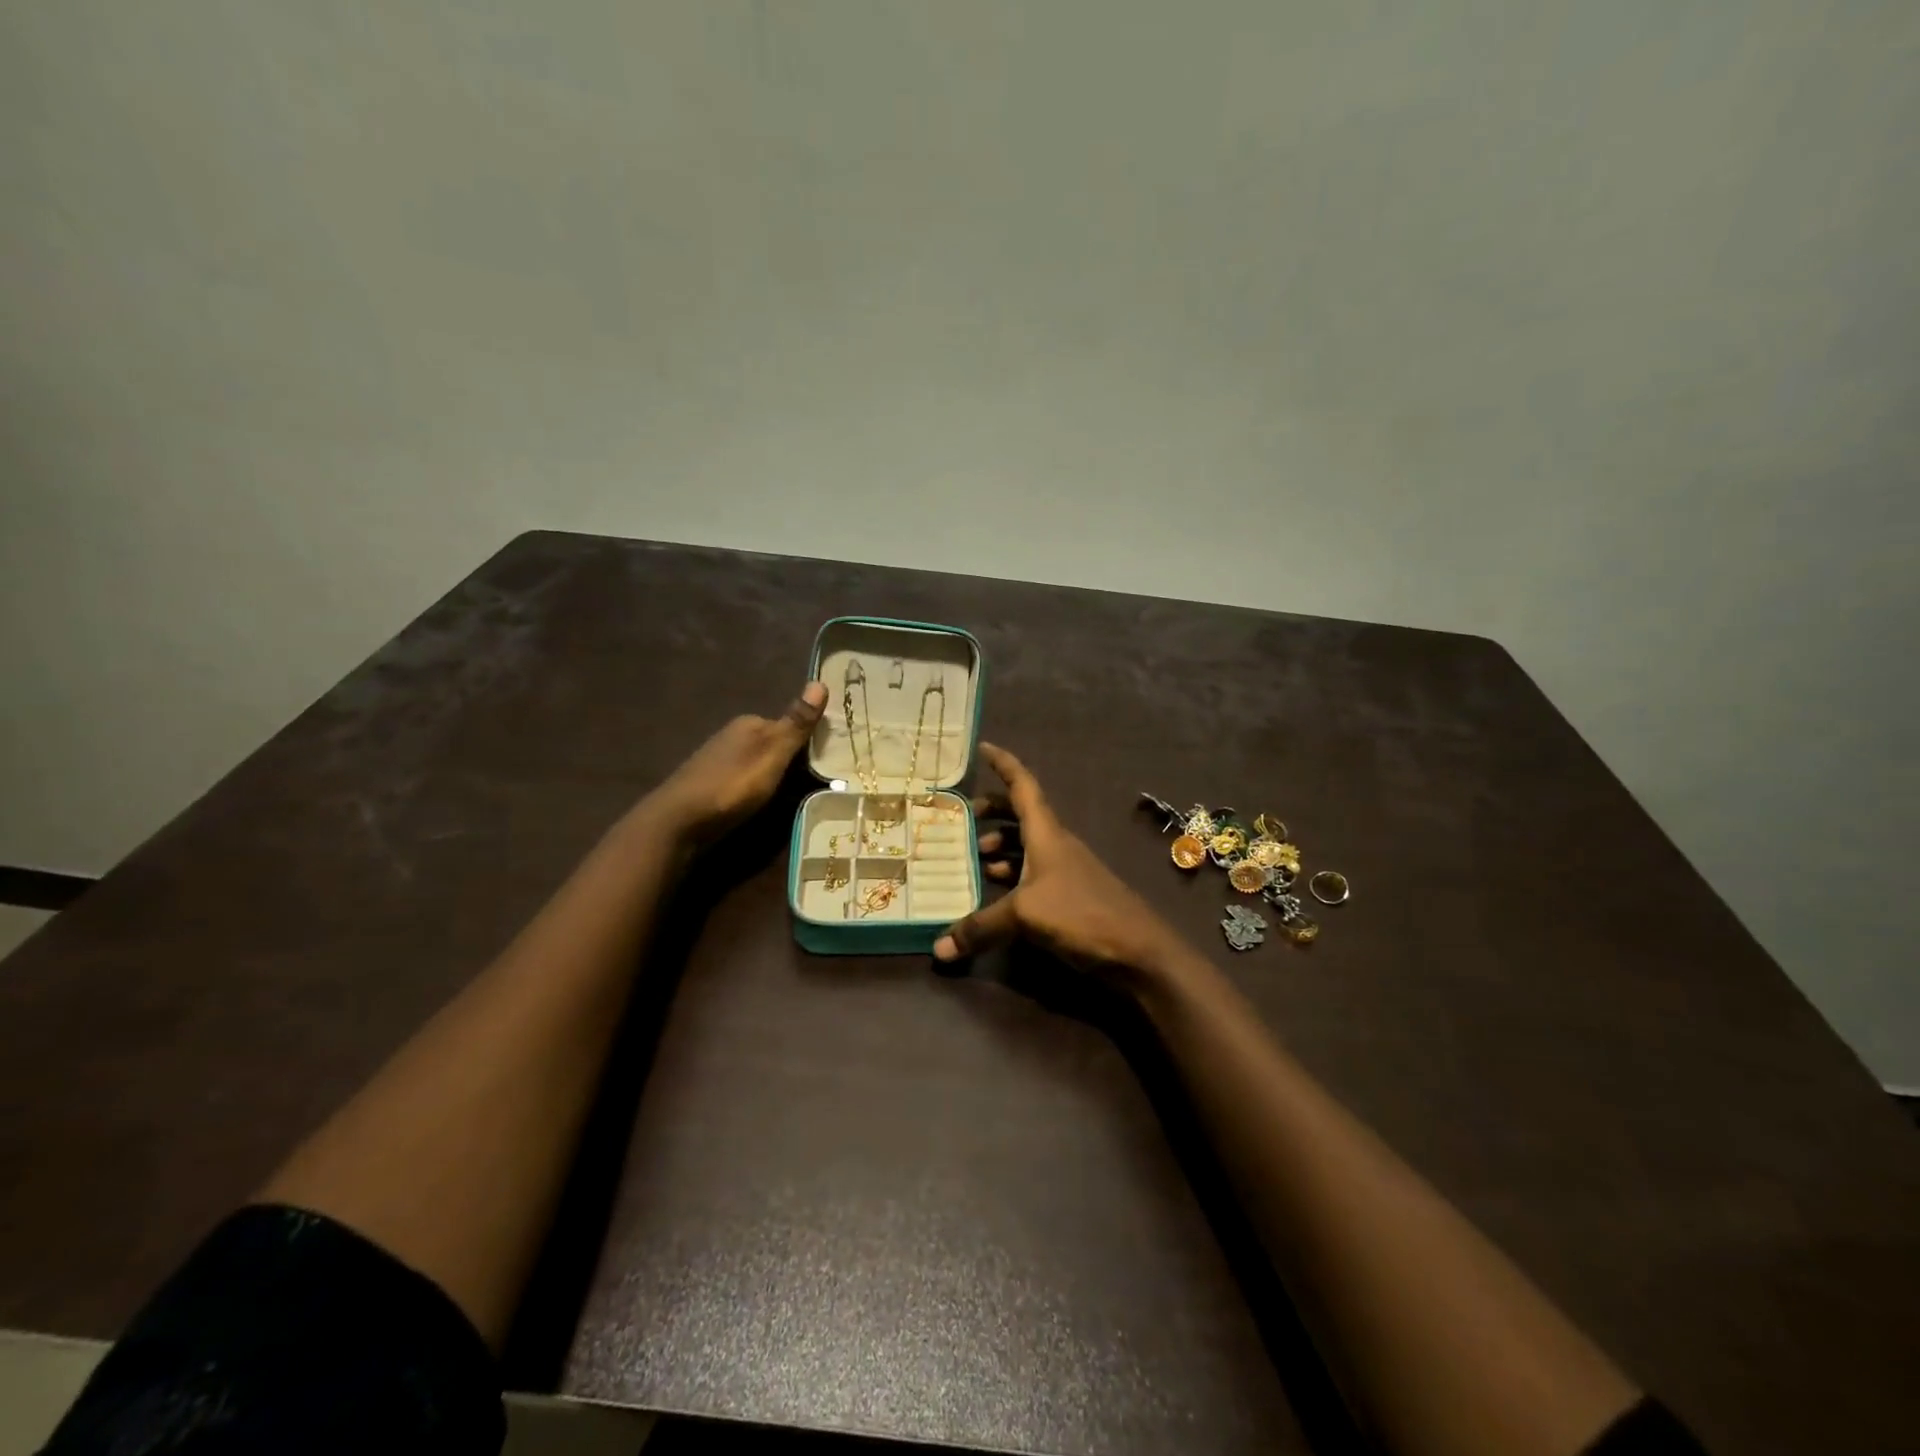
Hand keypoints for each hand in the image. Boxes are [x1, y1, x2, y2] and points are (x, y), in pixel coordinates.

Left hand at [647, 682, 827, 843]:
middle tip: (817, 781)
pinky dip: (757, 786)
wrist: (678, 821)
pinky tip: (762, 801)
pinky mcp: (710, 783)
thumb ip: (796, 724)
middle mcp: (732, 735)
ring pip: (758, 761)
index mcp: (750, 723)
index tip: (830, 759)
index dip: (809, 739)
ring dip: (774, 774)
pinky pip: (745, 778)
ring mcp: (718, 759)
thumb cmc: (732, 785)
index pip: (788, 723)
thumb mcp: (772, 754)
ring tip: (794, 795)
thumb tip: (820, 681)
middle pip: (773, 742)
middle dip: (792, 757)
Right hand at [934, 743, 1185, 977]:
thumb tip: (938, 950)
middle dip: (995, 810)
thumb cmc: (1081, 914)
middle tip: (965, 816)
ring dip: (1003, 845)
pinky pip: (1034, 874)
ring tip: (975, 855)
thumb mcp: (1024, 915)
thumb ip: (980, 927)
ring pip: (1028, 846)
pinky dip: (1013, 875)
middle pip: (1023, 815)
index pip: (1023, 785)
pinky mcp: (1070, 896)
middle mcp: (1056, 845)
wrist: (1138, 951)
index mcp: (1047, 834)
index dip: (1003, 764)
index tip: (982, 747)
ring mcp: (1065, 870)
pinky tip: (997, 891)